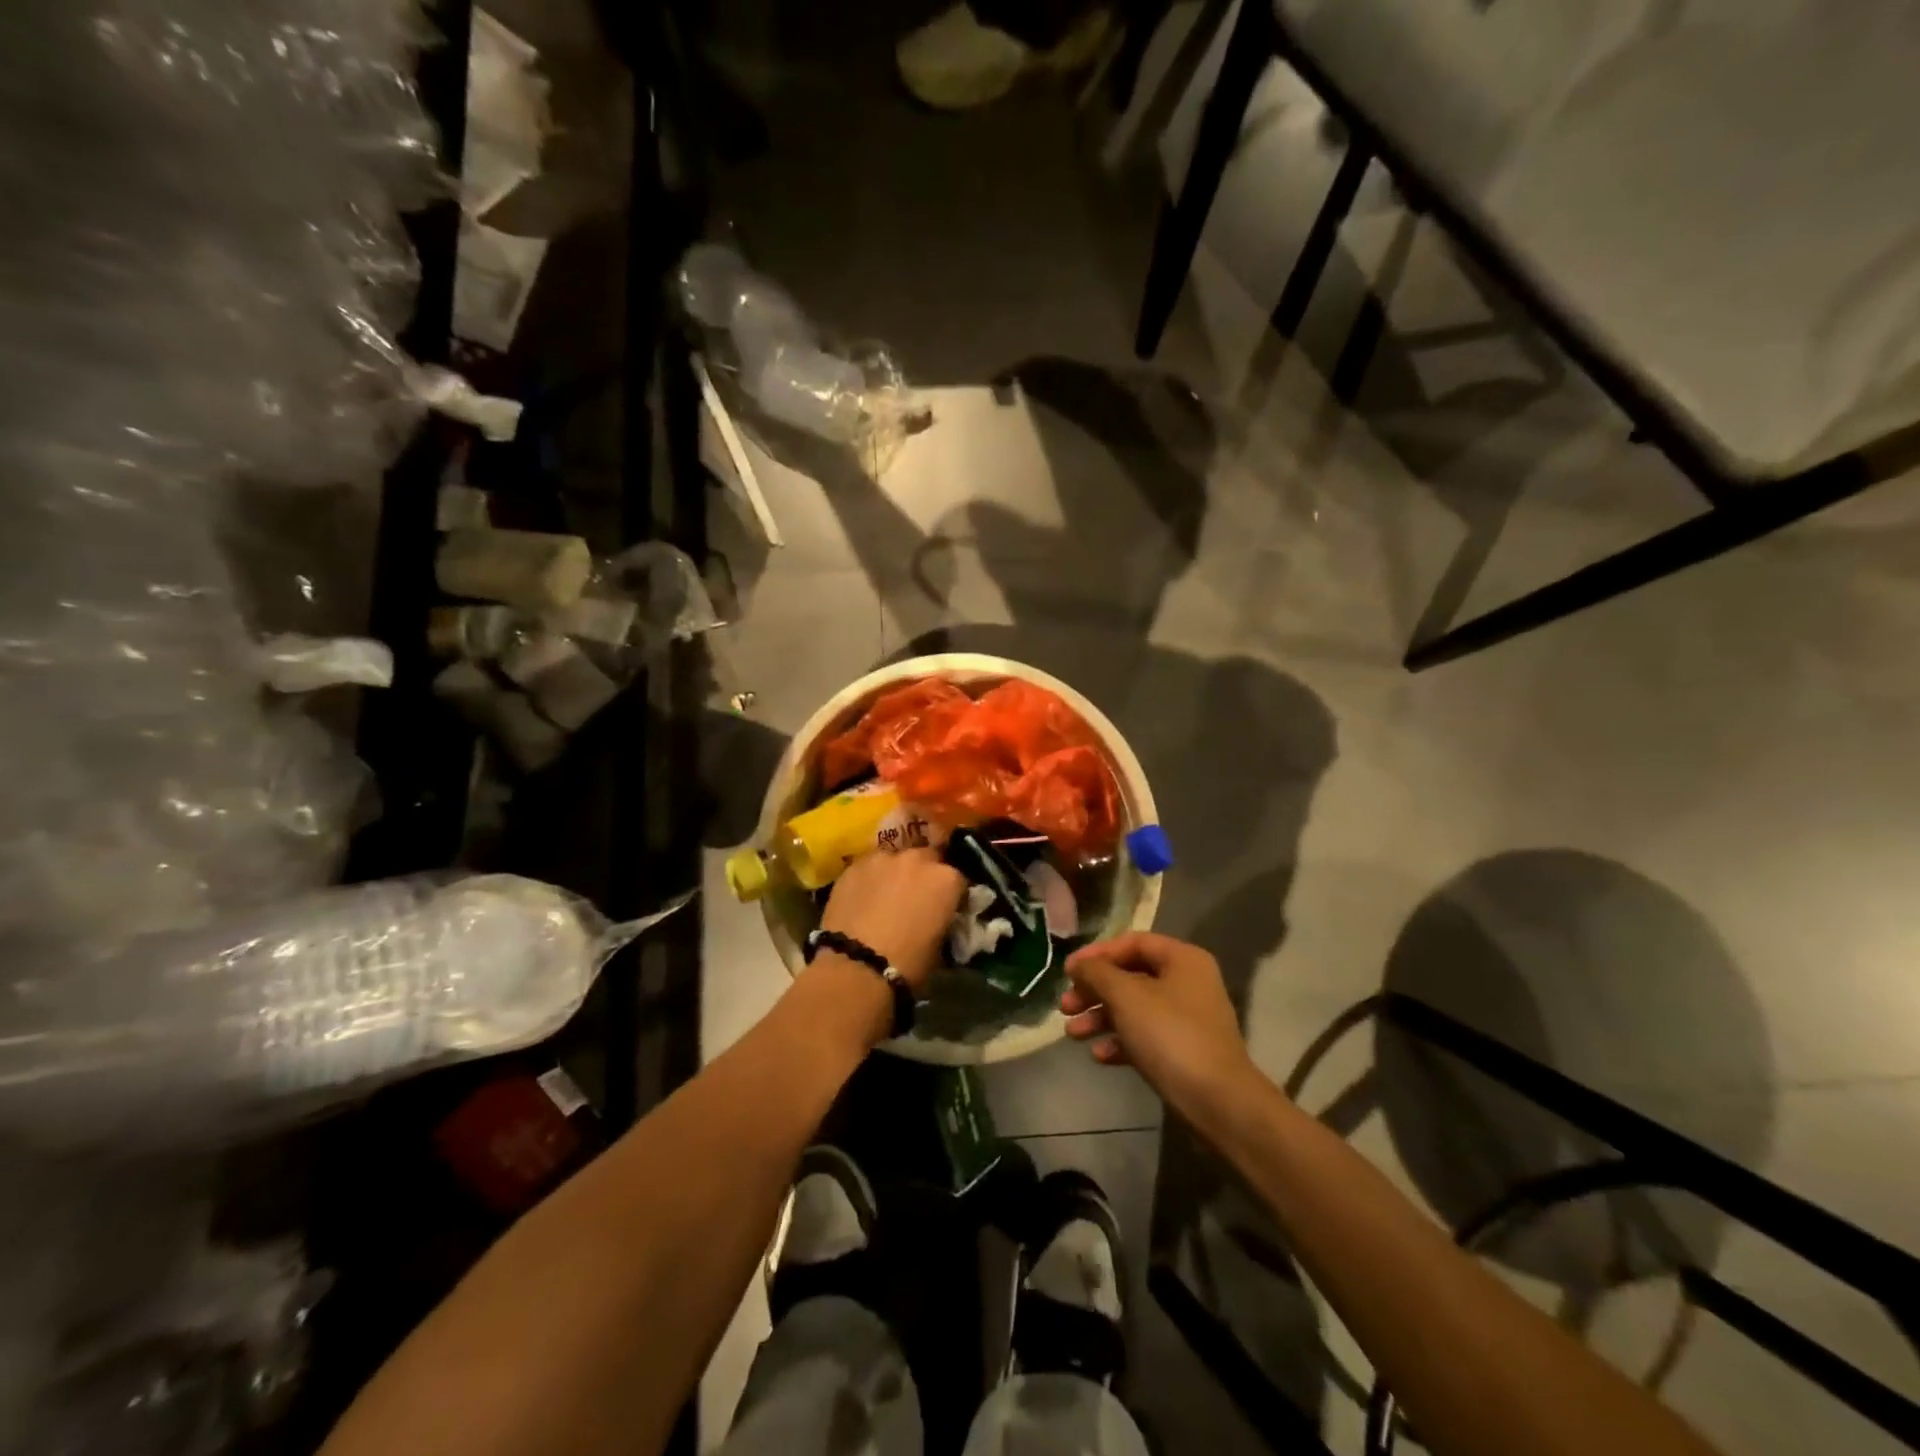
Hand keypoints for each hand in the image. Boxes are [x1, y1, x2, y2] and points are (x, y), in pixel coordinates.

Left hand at [819, 847, 964, 994]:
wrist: (857, 966)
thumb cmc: (908, 964)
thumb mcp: (940, 946)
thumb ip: (942, 920)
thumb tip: (936, 919)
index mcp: (946, 879)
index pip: (957, 880)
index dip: (951, 895)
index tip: (944, 909)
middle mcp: (918, 859)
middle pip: (927, 859)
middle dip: (923, 875)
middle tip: (914, 899)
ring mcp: (884, 858)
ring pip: (894, 860)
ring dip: (895, 874)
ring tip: (885, 897)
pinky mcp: (855, 864)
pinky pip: (869, 867)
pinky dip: (870, 879)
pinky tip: (862, 899)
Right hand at [1060, 933, 1258, 1120]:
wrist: (1218, 1103)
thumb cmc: (1170, 1036)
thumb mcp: (1126, 997)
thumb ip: (1097, 973)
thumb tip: (1079, 964)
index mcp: (1182, 959)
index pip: (1132, 942)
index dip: (1097, 953)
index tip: (1068, 972)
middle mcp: (1187, 982)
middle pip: (1130, 976)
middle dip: (1094, 991)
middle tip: (1065, 1006)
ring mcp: (1187, 1018)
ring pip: (1134, 1008)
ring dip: (1100, 1018)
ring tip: (1072, 1034)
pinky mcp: (1183, 1051)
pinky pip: (1144, 1036)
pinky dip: (1120, 1041)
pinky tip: (1099, 1056)